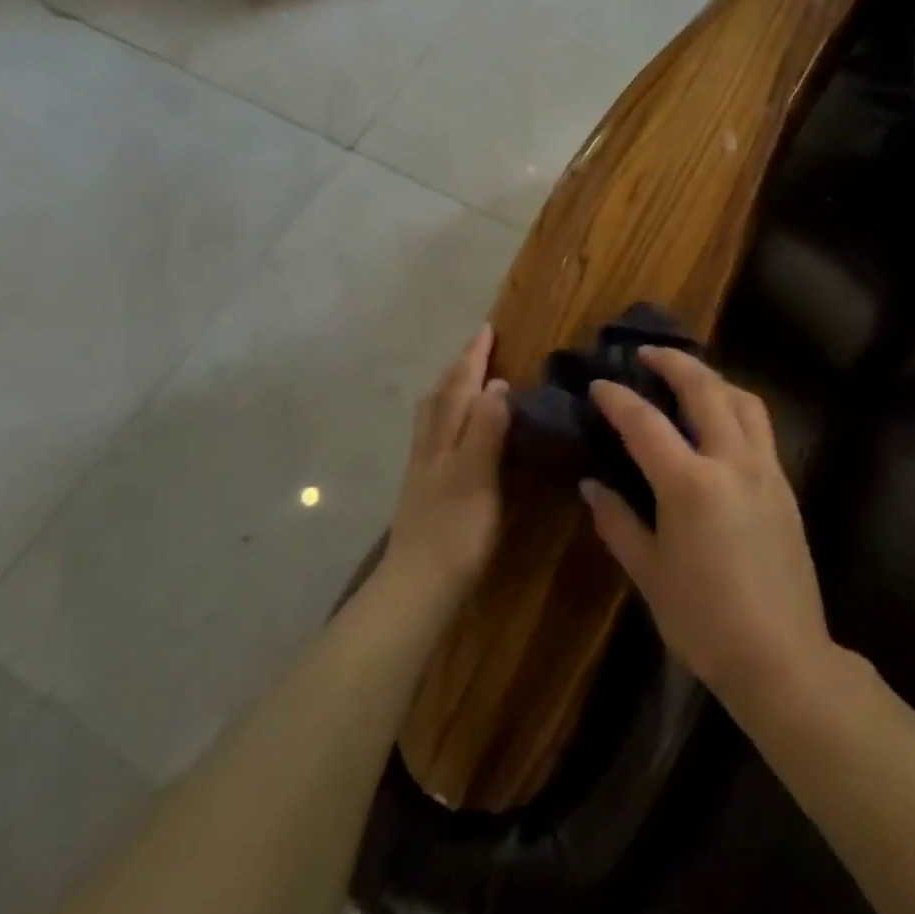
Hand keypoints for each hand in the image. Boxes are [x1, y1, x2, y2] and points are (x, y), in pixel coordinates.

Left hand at [385, 324, 509, 594]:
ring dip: (448, 389)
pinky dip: (445, 416)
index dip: (474, 357)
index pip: (461, 386)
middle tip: (476, 348)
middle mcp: (430, 444)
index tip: (486, 328)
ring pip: (432, 414)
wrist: (417, 585)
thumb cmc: (455, 530)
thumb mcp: (478, 475)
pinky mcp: (423, 489)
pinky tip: (452, 432)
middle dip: (459, 368)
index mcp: (445, 436)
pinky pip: (433, 435)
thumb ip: (487, 429)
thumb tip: (497, 383)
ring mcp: (423, 467)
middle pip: (441, 395)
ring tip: (461, 380)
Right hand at [583, 348, 833, 709]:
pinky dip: (736, 405)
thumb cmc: (704, 621)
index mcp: (690, 484)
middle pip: (704, 390)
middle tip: (647, 353)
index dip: (618, 398)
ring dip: (712, 378)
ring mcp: (766, 470)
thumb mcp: (649, 574)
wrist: (783, 658)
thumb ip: (618, 522)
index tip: (599, 383)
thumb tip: (591, 485)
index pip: (645, 423)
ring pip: (742, 400)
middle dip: (673, 363)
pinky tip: (721, 419)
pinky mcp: (786, 485)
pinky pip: (761, 426)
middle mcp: (732, 462)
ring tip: (688, 377)